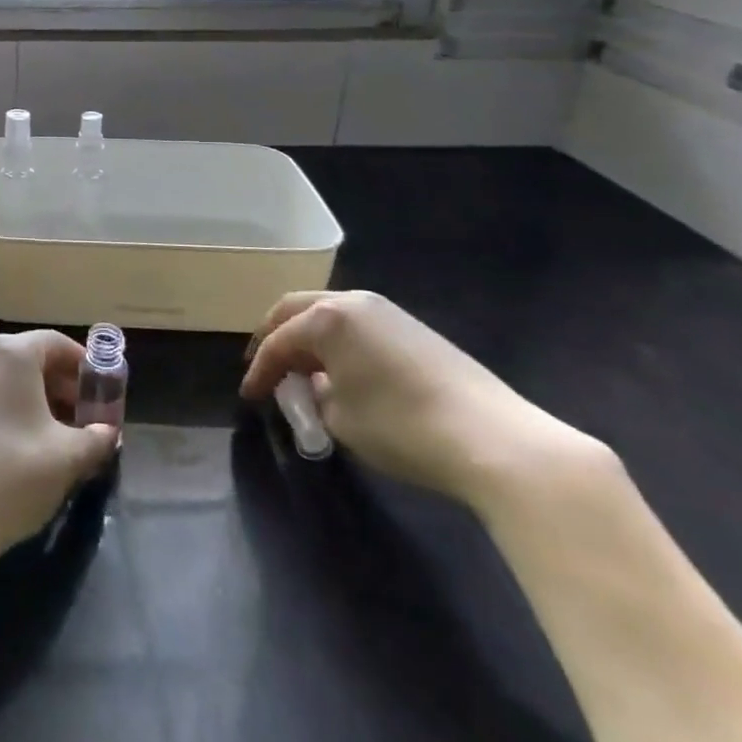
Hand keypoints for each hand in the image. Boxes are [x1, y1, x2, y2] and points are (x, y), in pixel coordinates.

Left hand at [0, 331, 118, 558]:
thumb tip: (108, 432)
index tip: (101, 397)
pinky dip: (7, 409)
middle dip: (61, 385)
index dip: (84, 367)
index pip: (57, 343)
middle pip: (31, 358)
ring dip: (35, 399)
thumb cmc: (12, 475)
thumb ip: (97, 437)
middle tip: (82, 420)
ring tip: (54, 437)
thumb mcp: (68, 457)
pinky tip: (18, 447)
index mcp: (12, 354)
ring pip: (6, 378)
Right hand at [241, 290, 603, 513]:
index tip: (248, 397)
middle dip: (274, 337)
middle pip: (296, 310)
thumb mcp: (339, 419)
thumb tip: (312, 388)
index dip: (259, 370)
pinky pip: (356, 325)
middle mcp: (352, 302)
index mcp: (326, 318)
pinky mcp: (412, 329)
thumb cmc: (401, 426)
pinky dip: (336, 342)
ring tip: (298, 369)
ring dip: (306, 337)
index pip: (277, 342)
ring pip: (328, 314)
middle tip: (263, 367)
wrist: (493, 438)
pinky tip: (339, 370)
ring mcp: (386, 311)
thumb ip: (313, 397)